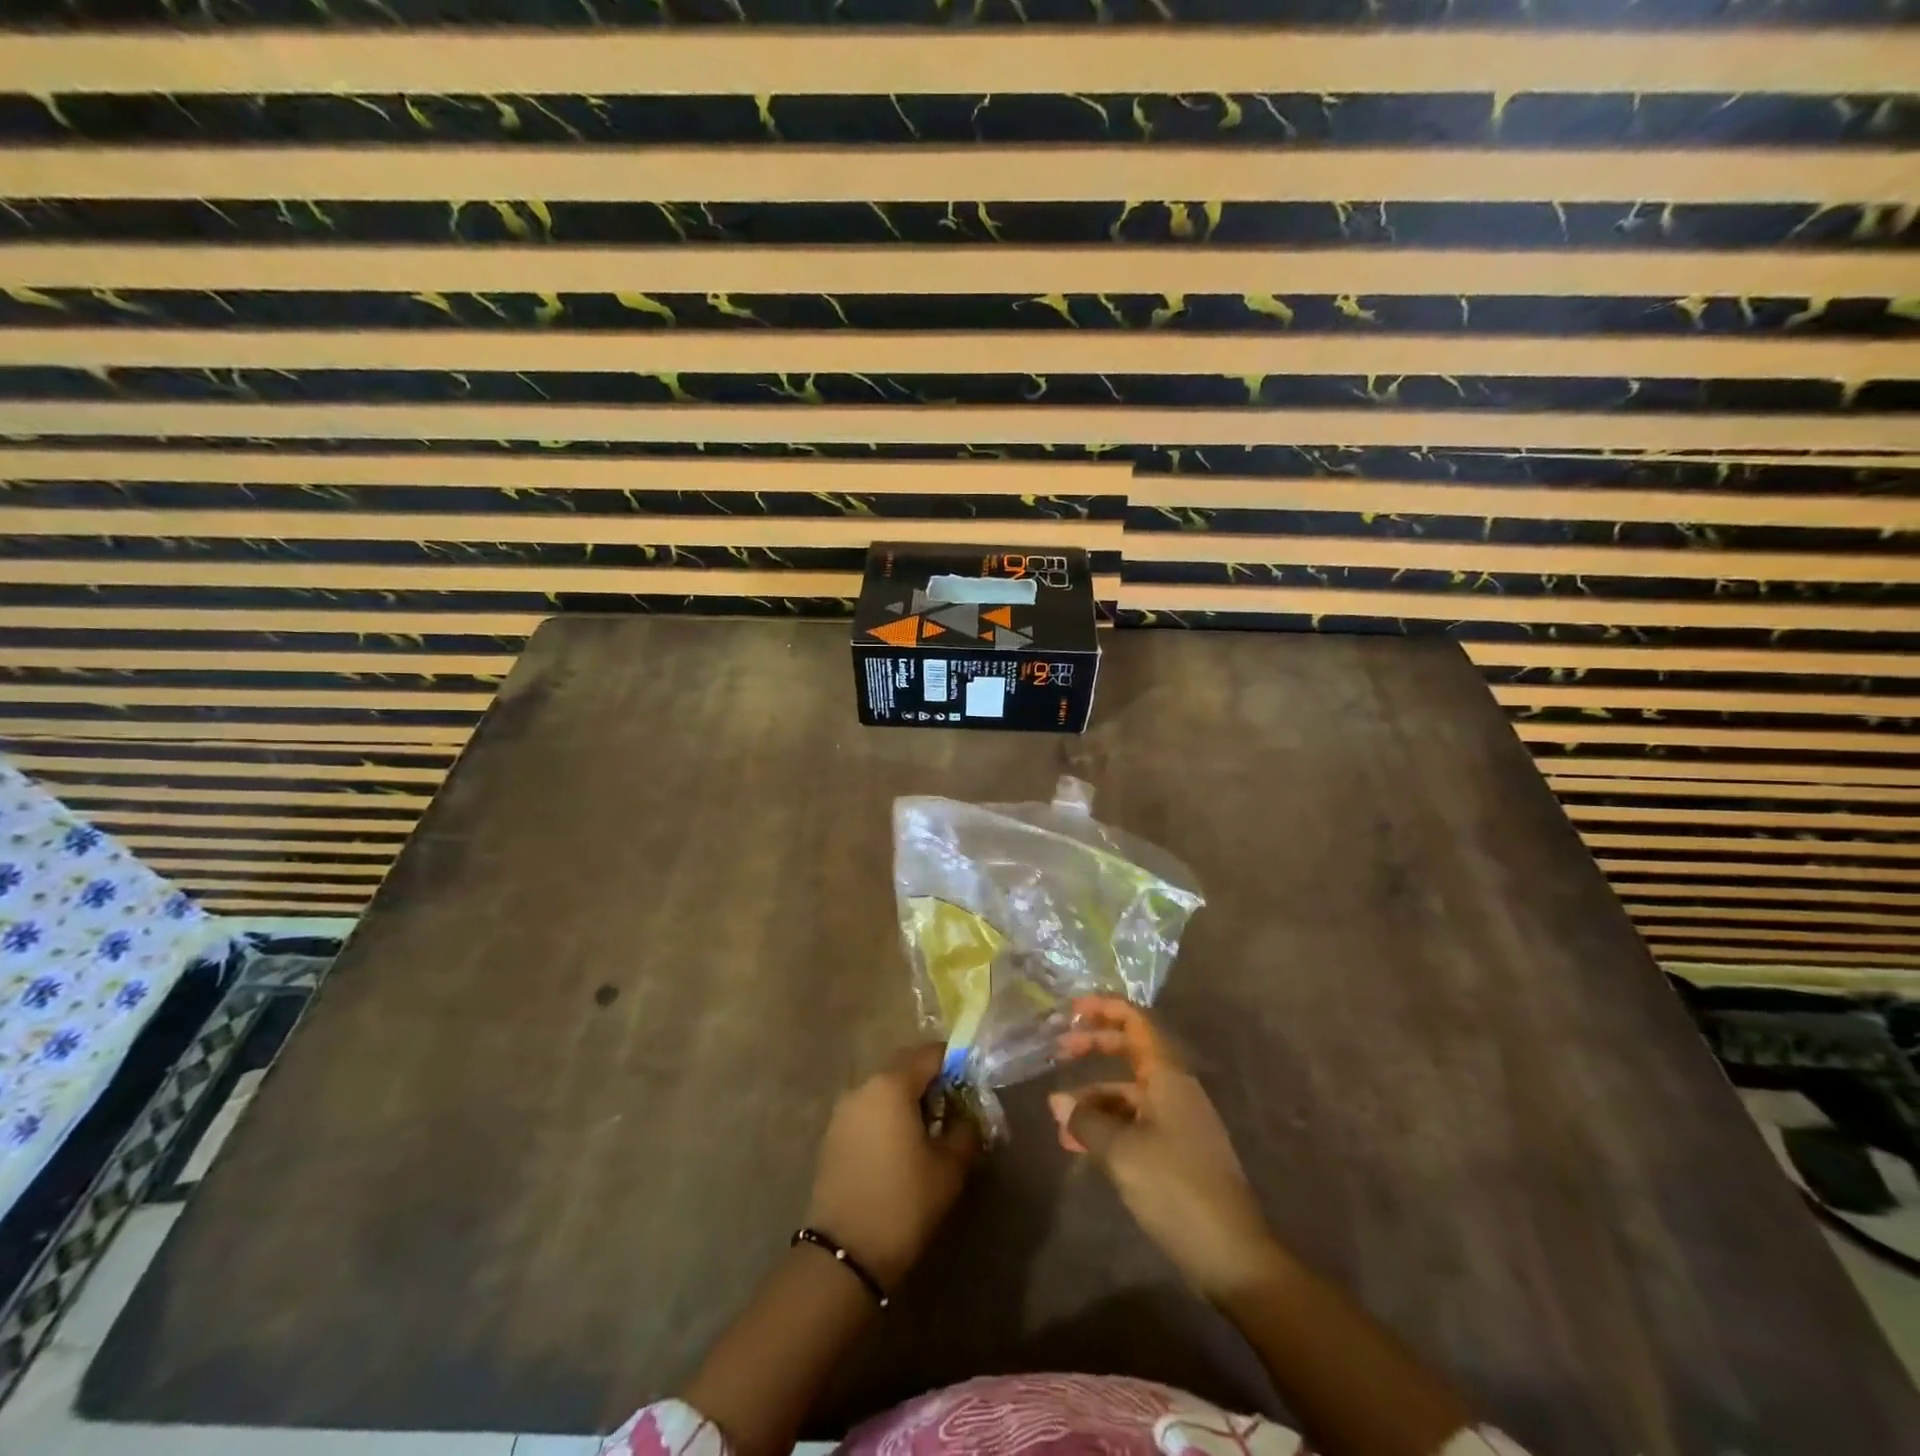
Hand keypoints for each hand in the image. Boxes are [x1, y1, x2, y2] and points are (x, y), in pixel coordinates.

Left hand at [805, 1043, 980, 1289]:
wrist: (844, 1254)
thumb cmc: (904, 1202)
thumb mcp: (949, 1167)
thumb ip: (965, 1131)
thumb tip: (969, 1117)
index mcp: (892, 1084)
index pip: (930, 1054)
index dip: (955, 1062)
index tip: (972, 1082)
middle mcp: (864, 1086)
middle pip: (904, 1067)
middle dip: (930, 1079)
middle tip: (953, 1106)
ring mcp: (843, 1110)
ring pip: (883, 1089)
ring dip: (906, 1099)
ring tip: (928, 1129)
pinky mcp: (832, 1134)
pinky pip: (867, 1110)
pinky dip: (886, 1116)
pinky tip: (900, 1147)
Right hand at [1050, 997, 1279, 1302]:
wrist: (1232, 1254)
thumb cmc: (1176, 1187)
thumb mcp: (1121, 1151)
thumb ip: (1086, 1121)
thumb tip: (1057, 1103)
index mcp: (1168, 1076)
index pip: (1136, 1022)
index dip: (1104, 1008)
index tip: (1071, 1010)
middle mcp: (1175, 1089)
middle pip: (1131, 1051)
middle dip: (1094, 1047)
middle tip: (1058, 1051)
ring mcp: (1178, 1121)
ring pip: (1129, 1092)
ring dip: (1094, 1098)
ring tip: (1060, 1120)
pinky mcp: (1177, 1152)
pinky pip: (1135, 1122)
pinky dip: (1108, 1125)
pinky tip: (1081, 1146)